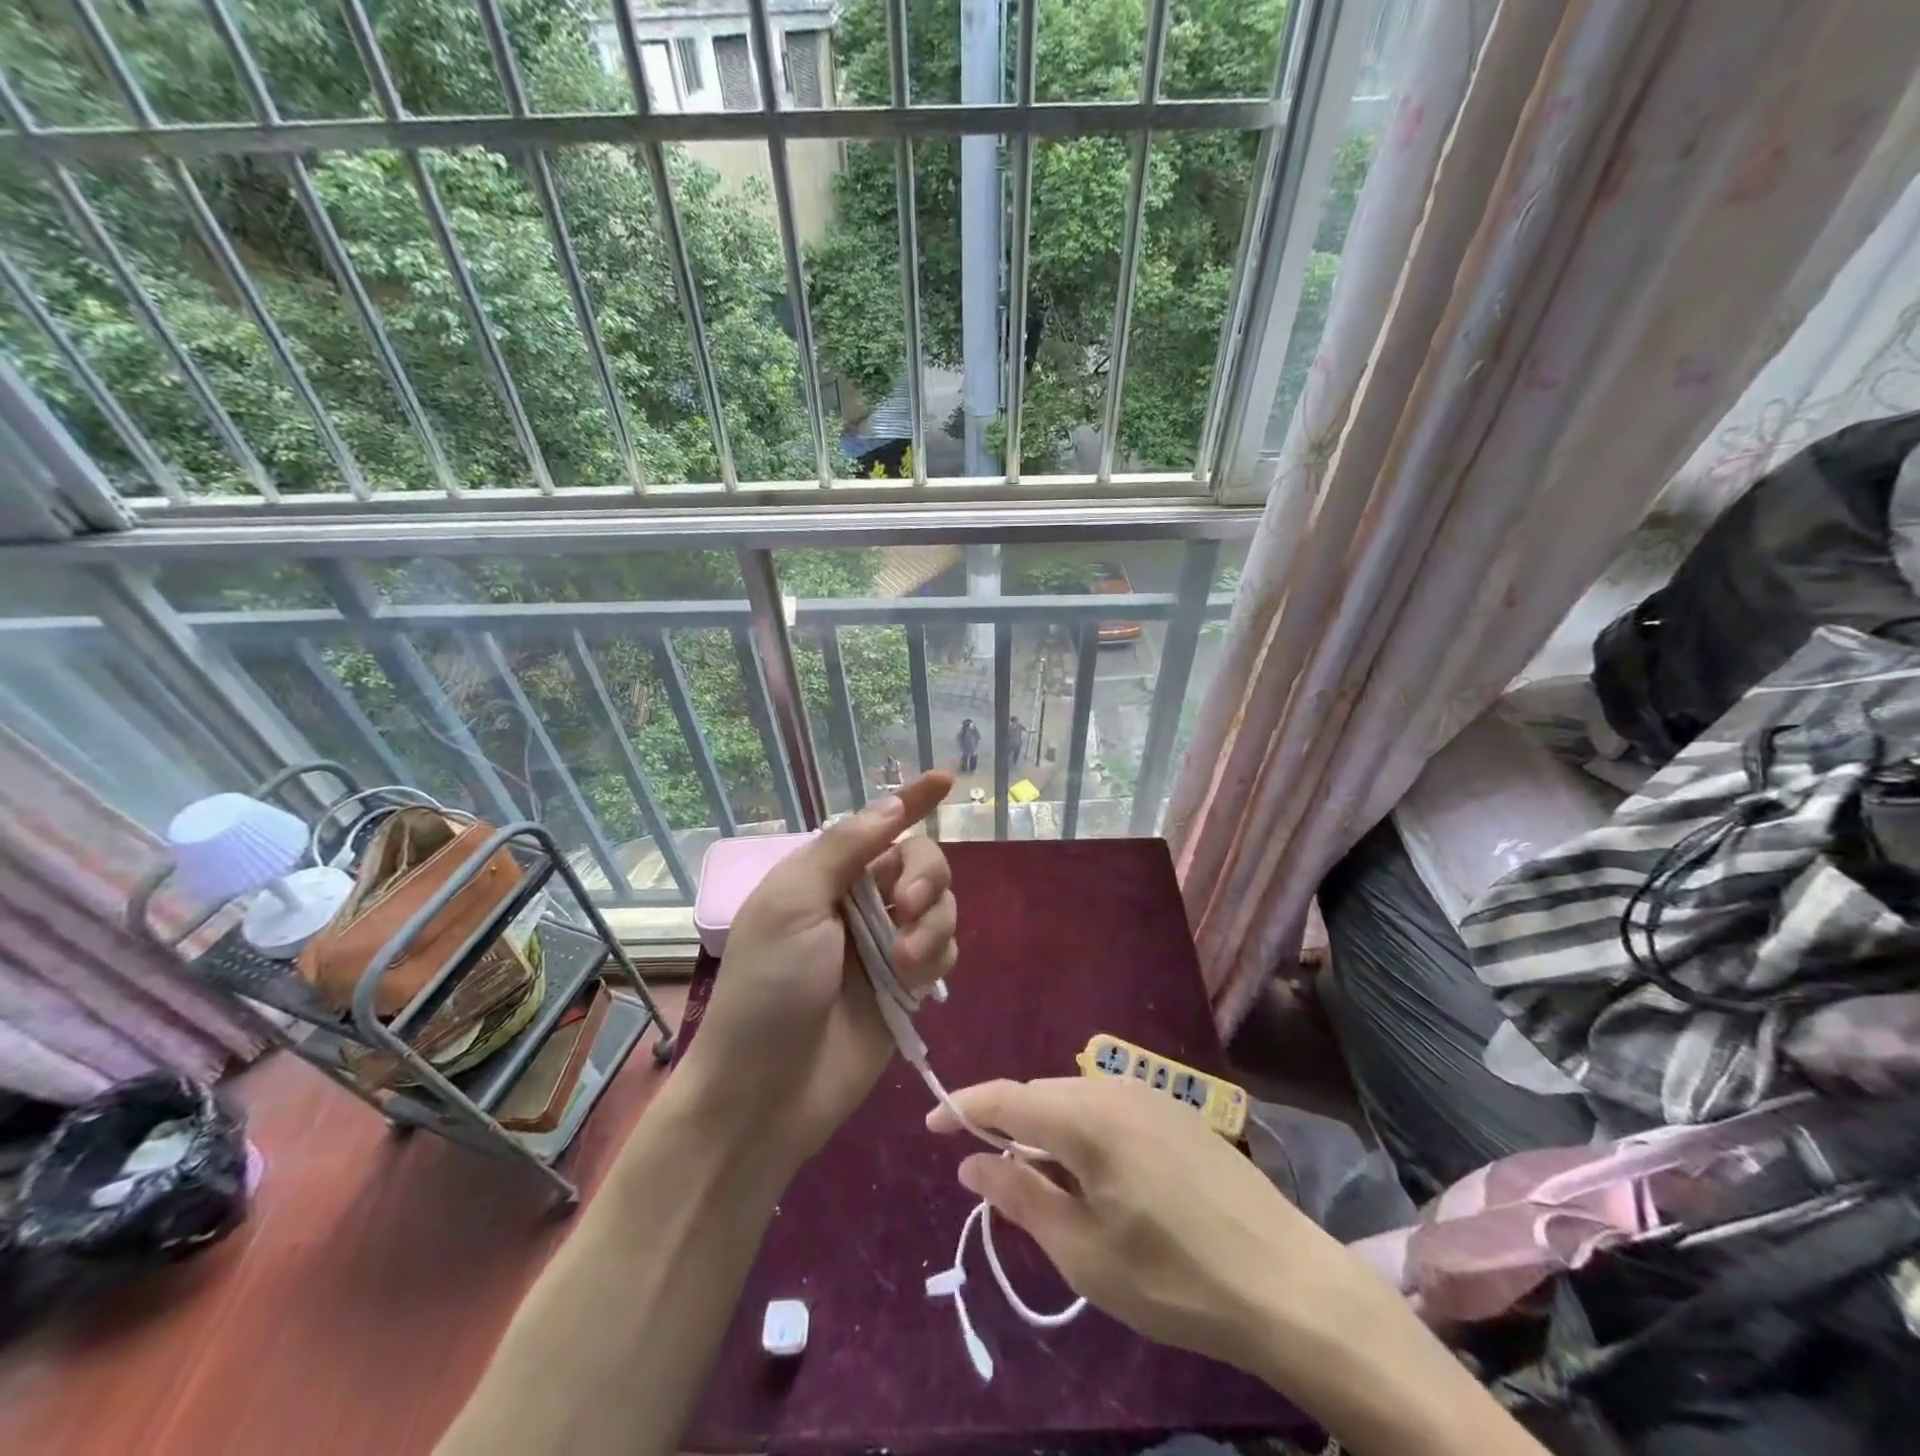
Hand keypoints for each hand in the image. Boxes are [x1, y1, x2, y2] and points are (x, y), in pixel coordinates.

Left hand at [680, 772, 955, 1160]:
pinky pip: (944, 951)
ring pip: (942, 908)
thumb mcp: (793, 904)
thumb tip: (890, 805)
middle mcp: (861, 904)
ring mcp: (887, 946)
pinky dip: (937, 958)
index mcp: (827, 876)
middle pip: (922, 864)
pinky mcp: (907, 988)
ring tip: (906, 961)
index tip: (946, 779)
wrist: (766, 1091)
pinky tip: (914, 983)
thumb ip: (844, 850)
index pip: (879, 826)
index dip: (912, 800)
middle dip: (928, 878)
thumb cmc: (768, 987)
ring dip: (934, 924)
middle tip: (911, 905)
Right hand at [928, 1076, 1388, 1371]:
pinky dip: (1081, 1133)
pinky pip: (1106, 1108)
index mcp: (1085, 1117)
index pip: (1005, 1097)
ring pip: (1073, 1100)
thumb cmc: (1173, 1276)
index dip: (962, 1107)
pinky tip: (1091, 1175)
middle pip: (1039, 1095)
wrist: (1284, 1280)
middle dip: (1006, 1125)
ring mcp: (1148, 1095)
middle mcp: (1112, 1088)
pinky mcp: (1174, 1111)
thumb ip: (1020, 1196)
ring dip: (1045, 1131)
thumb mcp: (1083, 1251)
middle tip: (988, 1172)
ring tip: (1038, 1181)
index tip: (931, 1126)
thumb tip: (970, 1163)